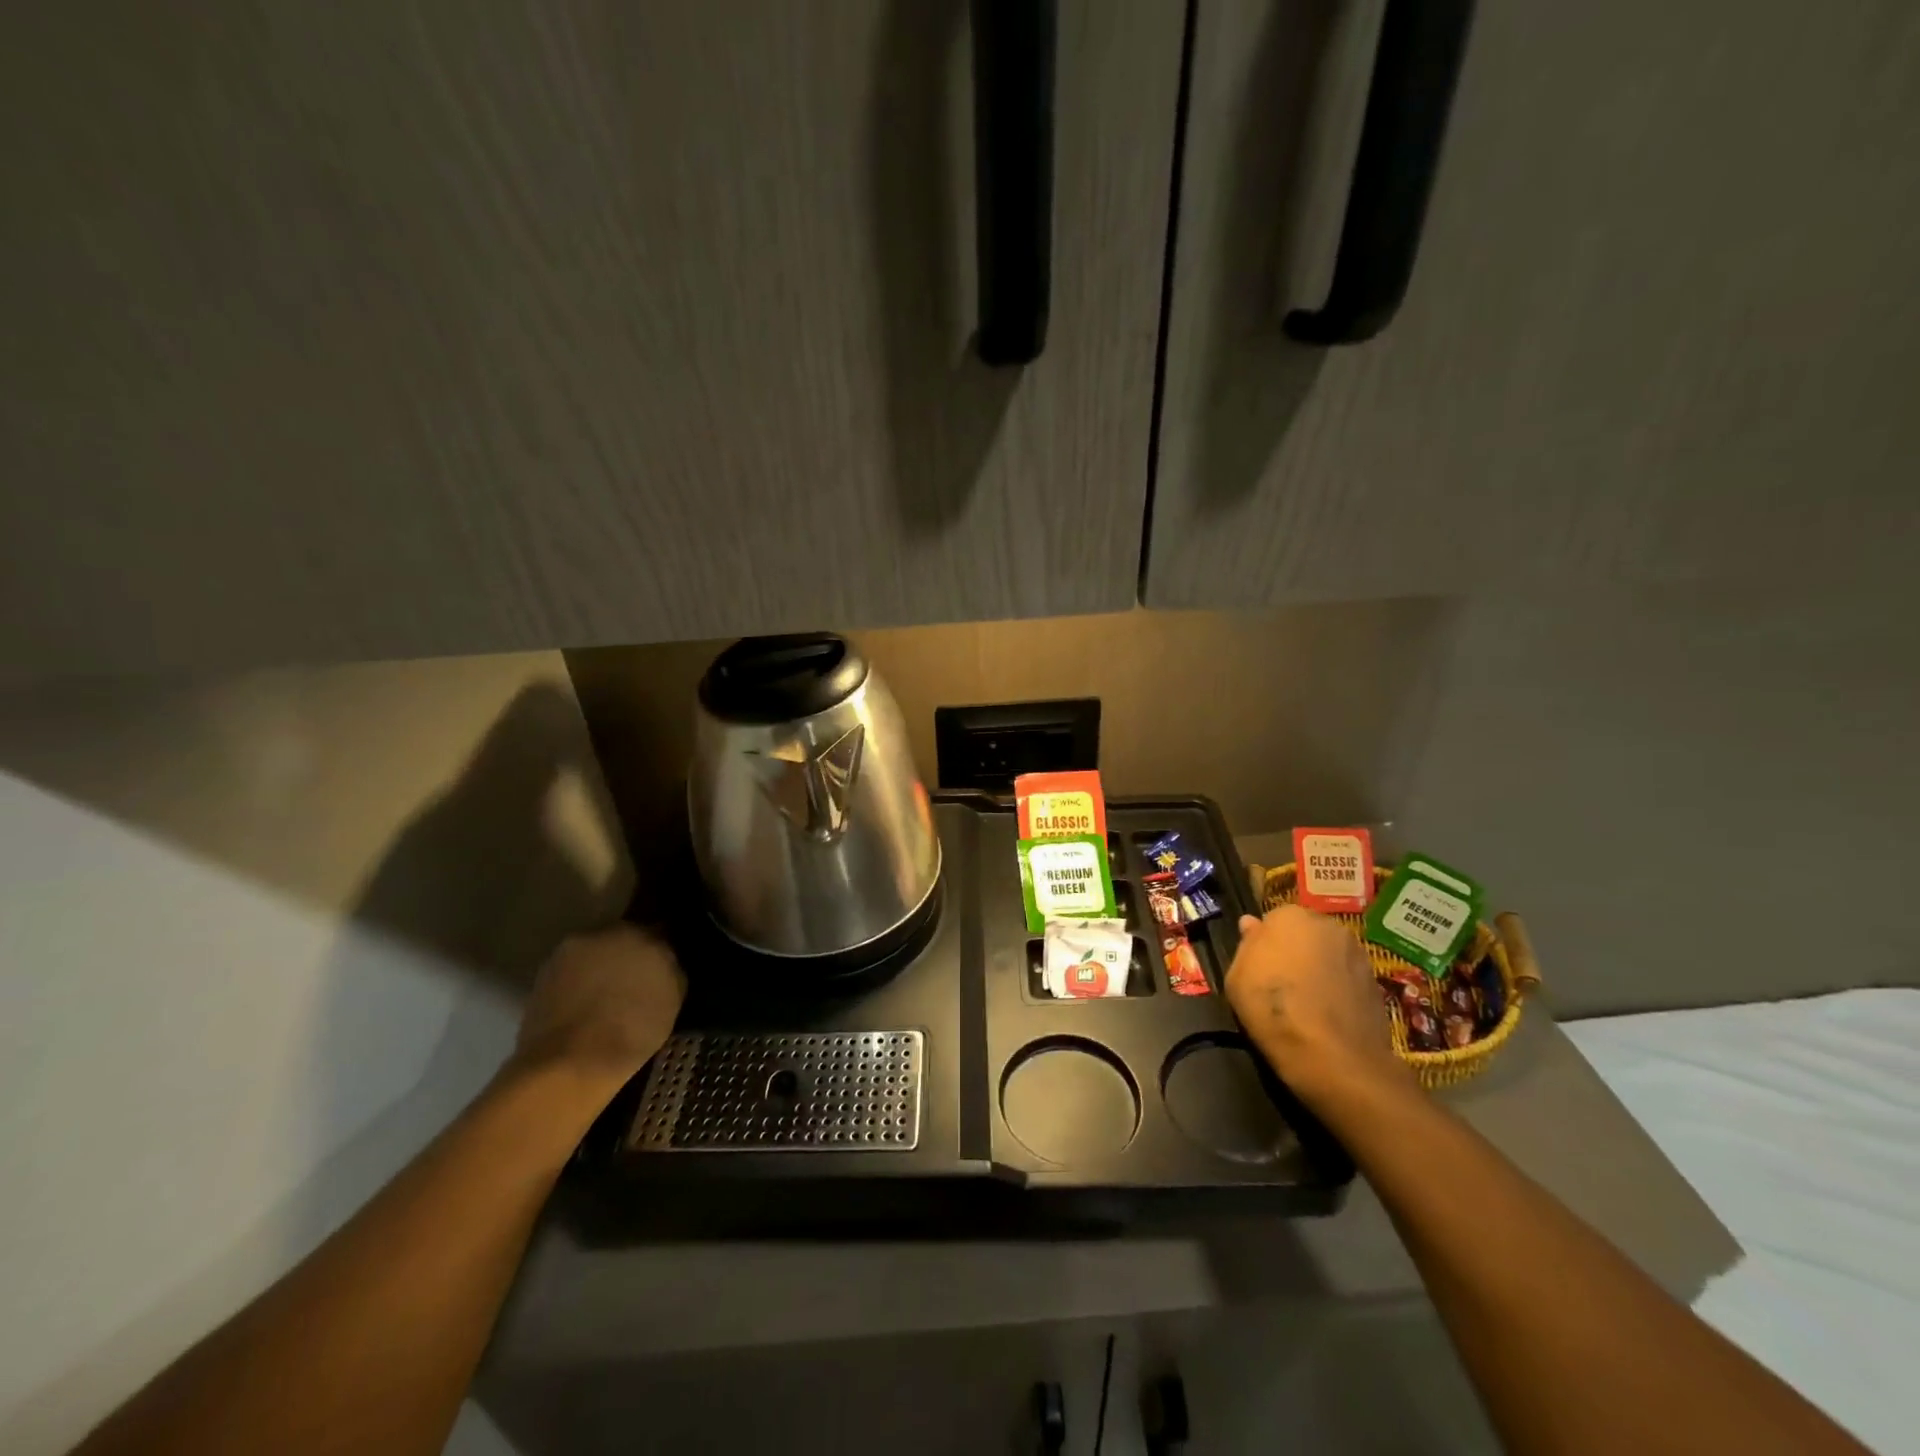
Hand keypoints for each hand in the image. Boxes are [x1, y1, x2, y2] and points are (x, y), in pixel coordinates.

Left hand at [511, 924, 686, 1092]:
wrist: (569, 1064)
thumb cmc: (632, 1032)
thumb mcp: (673, 1001)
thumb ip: (671, 970)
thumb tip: (665, 962)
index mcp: (645, 934)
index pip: (660, 931)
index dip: (661, 952)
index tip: (662, 969)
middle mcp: (607, 932)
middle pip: (624, 937)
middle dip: (630, 954)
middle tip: (635, 982)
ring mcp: (572, 950)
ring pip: (595, 951)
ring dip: (602, 965)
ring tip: (606, 996)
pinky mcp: (544, 971)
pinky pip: (572, 969)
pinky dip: (578, 981)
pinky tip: (583, 1006)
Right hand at [1226, 905, 1412, 1114]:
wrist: (1335, 1057)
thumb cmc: (1273, 1009)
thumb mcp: (1236, 977)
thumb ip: (1246, 945)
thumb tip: (1251, 924)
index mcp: (1290, 916)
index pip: (1272, 920)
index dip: (1264, 944)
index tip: (1259, 968)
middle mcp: (1328, 925)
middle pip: (1305, 933)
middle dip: (1295, 951)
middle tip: (1281, 982)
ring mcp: (1357, 953)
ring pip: (1328, 955)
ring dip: (1319, 968)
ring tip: (1307, 1002)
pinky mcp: (1376, 982)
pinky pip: (1347, 978)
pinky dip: (1338, 989)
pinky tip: (1328, 1014)